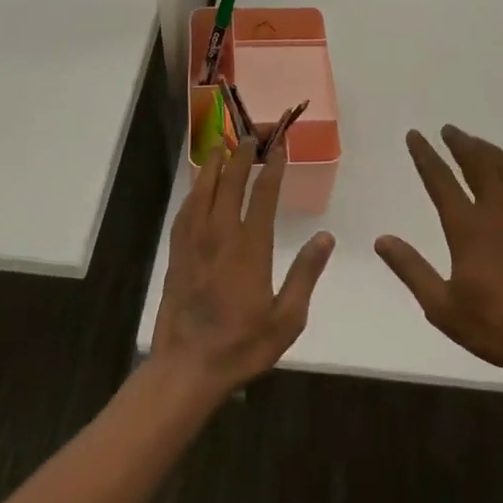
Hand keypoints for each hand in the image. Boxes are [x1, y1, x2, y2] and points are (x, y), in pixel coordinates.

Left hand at [151, 136, 334, 398]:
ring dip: (214, 166)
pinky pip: (185, 212)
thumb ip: (305, 274)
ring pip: (202, 192)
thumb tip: (326, 238)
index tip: (280, 146)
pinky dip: (193, 192)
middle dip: (241, 156)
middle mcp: (219, 236)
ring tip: (222, 145)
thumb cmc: (243, 345)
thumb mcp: (287, 318)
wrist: (188, 367)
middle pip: (229, 184)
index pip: (262, 195)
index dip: (272, 167)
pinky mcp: (176, 255)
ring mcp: (193, 243)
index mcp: (250, 248)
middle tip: (250, 135)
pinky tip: (197, 187)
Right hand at [375, 126, 502, 383]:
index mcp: (468, 228)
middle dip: (461, 144)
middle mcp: (498, 212)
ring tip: (475, 142)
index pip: (442, 180)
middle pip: (478, 164)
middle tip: (448, 130)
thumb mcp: (441, 306)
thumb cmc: (494, 326)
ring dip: (488, 151)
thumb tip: (381, 239)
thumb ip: (411, 269)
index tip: (416, 135)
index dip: (426, 156)